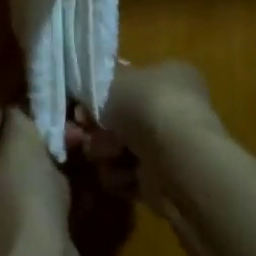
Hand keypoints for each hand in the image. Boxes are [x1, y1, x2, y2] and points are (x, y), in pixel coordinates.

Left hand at [0, 106, 79, 255]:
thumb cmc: (23, 195)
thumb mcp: (17, 140)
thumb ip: (19, 114)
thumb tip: (25, 102)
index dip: (27, 102)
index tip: (58, 92)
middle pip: (21, 144)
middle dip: (51, 130)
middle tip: (79, 122)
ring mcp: (14, 208)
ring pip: (42, 169)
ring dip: (65, 156)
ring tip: (90, 142)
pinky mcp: (40, 228)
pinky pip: (57, 196)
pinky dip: (75, 185)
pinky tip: (95, 173)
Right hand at [66, 61, 224, 216]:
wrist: (176, 157)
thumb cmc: (144, 105)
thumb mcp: (110, 79)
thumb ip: (93, 83)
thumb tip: (86, 94)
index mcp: (169, 75)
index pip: (128, 82)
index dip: (100, 94)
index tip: (80, 105)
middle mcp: (173, 108)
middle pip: (120, 119)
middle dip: (96, 129)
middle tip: (80, 133)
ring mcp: (170, 145)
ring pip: (119, 149)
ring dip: (105, 153)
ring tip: (106, 155)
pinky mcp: (164, 180)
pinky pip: (128, 176)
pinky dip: (120, 176)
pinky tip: (123, 174)